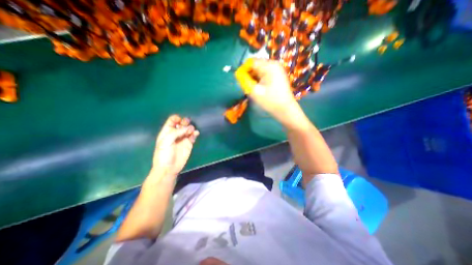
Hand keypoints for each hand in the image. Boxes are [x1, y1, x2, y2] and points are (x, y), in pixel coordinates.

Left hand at [151, 115, 198, 176]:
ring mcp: (183, 139)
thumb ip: (176, 132)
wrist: (169, 168)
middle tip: (187, 124)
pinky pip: (193, 136)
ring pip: (188, 129)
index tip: (180, 120)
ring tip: (191, 131)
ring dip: (191, 128)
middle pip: (181, 124)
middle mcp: (176, 134)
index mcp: (167, 132)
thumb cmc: (164, 154)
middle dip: (185, 122)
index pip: (172, 121)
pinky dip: (195, 133)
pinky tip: (196, 133)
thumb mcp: (166, 141)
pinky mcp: (189, 144)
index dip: (176, 118)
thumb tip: (188, 128)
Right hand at [236, 59, 305, 127]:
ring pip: (260, 70)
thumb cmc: (270, 101)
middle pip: (256, 65)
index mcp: (269, 66)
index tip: (240, 80)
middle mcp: (273, 64)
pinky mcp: (278, 75)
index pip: (251, 62)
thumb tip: (238, 74)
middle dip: (249, 74)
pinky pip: (265, 73)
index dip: (243, 70)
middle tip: (247, 85)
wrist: (285, 110)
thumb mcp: (254, 91)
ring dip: (254, 77)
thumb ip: (244, 81)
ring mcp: (277, 69)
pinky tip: (259, 87)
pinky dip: (259, 79)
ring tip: (253, 88)